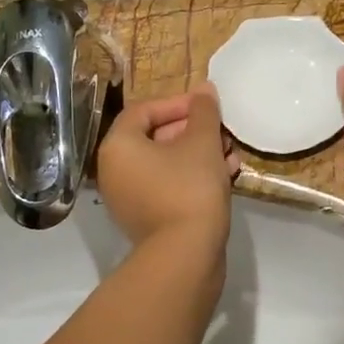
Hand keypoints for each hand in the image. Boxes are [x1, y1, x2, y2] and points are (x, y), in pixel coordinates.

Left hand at [96, 85, 236, 251]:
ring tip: (229, 153)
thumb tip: (204, 88)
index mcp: (118, 147)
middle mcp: (115, 171)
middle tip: (221, 130)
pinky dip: (192, 178)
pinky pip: (168, 187)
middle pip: (154, 138)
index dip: (177, 103)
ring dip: (198, 154)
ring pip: (165, 165)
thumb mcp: (202, 143)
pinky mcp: (147, 220)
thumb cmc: (190, 188)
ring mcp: (129, 199)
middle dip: (192, 131)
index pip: (142, 111)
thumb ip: (204, 112)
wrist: (186, 255)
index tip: (206, 105)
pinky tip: (224, 175)